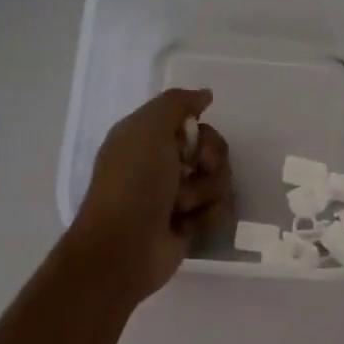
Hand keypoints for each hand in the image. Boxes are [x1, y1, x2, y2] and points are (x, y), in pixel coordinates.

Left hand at [66, 88, 231, 304]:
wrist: (124, 248)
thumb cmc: (133, 184)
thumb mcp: (148, 129)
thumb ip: (177, 104)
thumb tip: (205, 95)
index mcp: (147, 139)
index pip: (195, 126)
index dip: (203, 136)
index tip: (195, 146)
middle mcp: (163, 165)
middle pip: (213, 153)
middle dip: (210, 164)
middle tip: (193, 174)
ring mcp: (177, 197)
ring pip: (219, 183)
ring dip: (205, 194)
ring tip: (182, 208)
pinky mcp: (189, 225)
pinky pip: (219, 211)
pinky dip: (208, 218)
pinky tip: (189, 226)